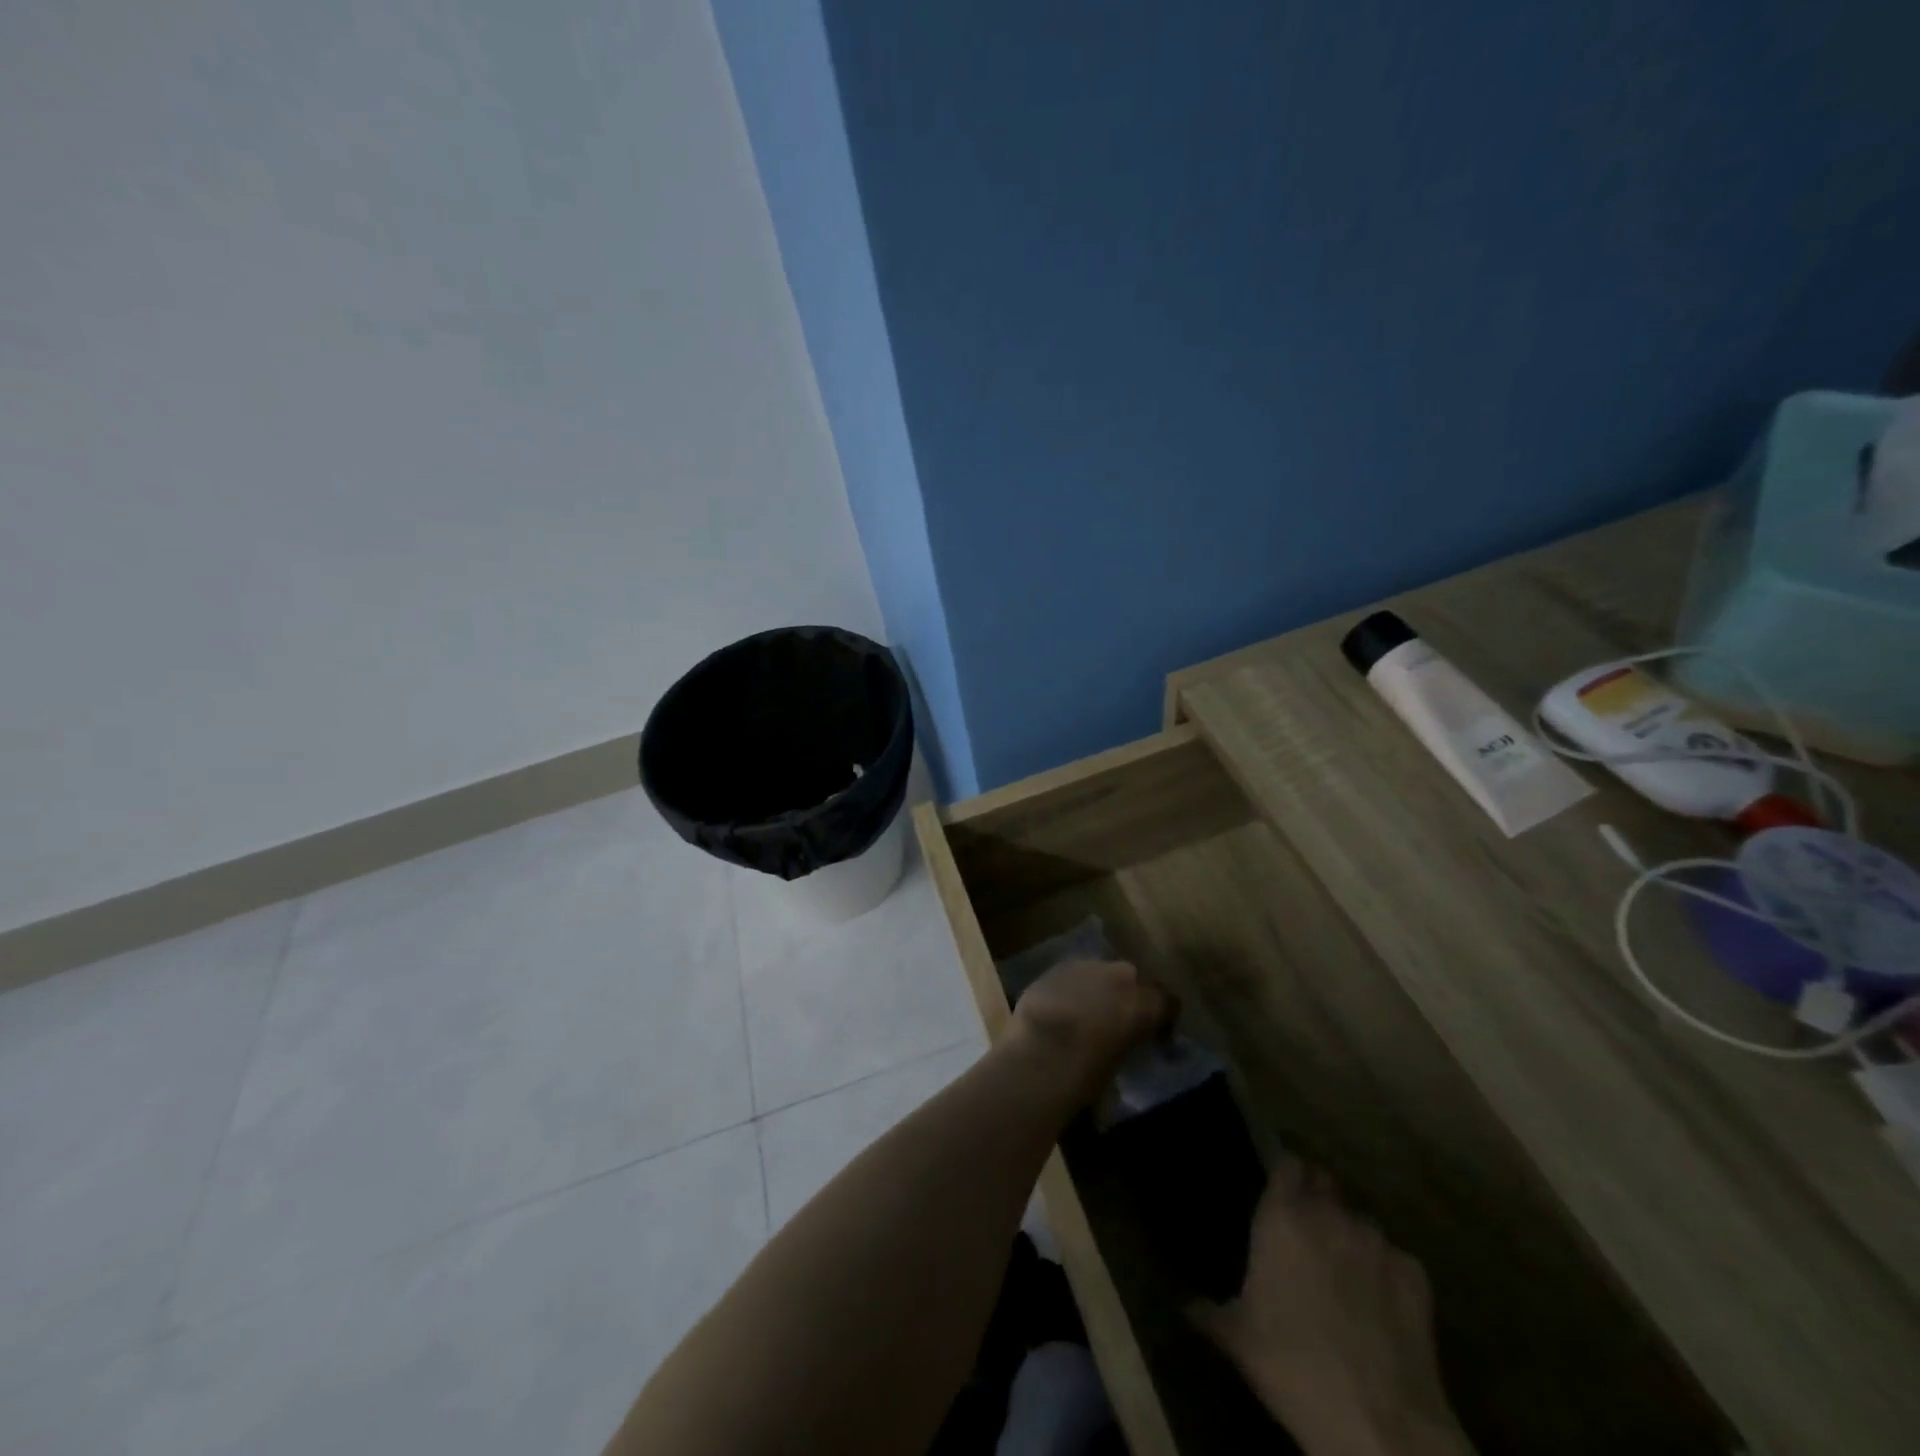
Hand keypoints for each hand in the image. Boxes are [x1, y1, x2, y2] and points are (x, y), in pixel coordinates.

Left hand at [1007, 958, 1171, 1102]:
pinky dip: (1071, 988)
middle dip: (1126, 995)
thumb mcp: (1121, 1064)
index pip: (1167, 1002)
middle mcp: (1120, 976)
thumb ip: (1130, 1043)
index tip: (1155, 1033)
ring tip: (1085, 1013)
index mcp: (1145, 1003)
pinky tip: (1060, 1007)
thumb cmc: (1087, 1073)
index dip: (1161, 1016)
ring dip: (1097, 988)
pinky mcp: (1056, 968)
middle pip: (1131, 978)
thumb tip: (1125, 1041)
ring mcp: (1086, 966)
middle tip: (1116, 1019)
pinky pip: (1072, 976)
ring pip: (1099, 973)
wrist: (1040, 1053)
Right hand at [1192, 1159, 1472, 1455]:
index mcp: (1282, 1216)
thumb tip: (1186, 1305)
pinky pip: (1396, 1259)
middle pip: (1325, 1182)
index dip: (1284, 1173)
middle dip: (1317, 1197)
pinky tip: (1381, 1305)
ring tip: (1344, 1272)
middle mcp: (1330, 1214)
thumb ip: (1209, 1311)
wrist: (1380, 1425)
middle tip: (1306, 1230)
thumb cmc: (1293, 1366)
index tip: (1277, 1190)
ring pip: (1361, 1221)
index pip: (1287, 1163)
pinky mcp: (1416, 1276)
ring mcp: (1378, 1242)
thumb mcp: (1236, 1339)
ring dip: (1350, 1236)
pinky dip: (1386, 1273)